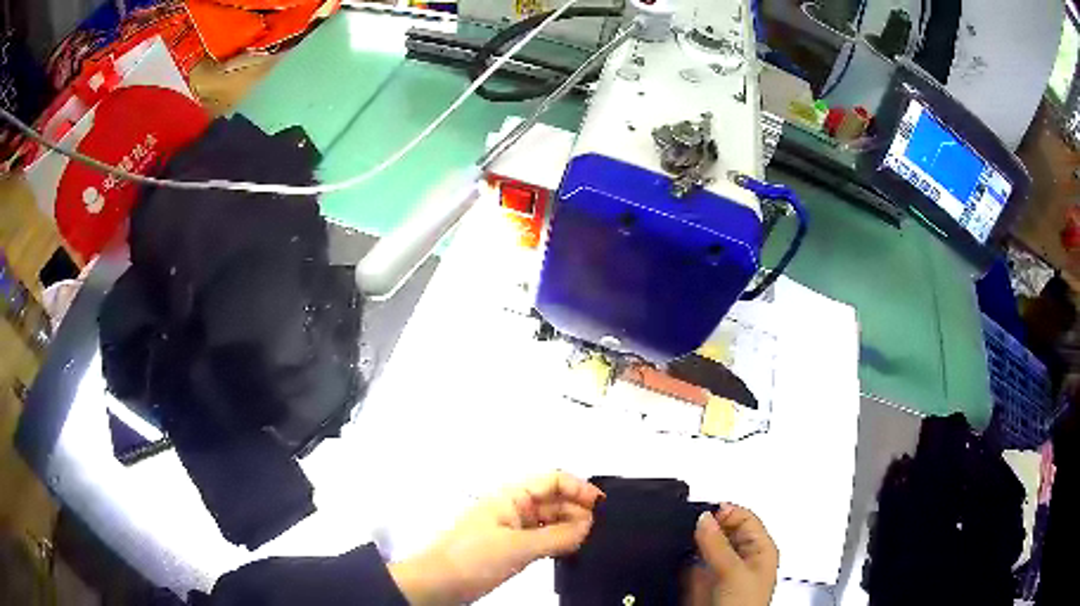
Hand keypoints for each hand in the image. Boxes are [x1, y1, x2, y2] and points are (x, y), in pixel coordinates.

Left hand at [389, 472, 603, 604]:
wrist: (436, 583)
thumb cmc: (470, 558)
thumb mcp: (517, 547)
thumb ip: (556, 537)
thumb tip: (588, 528)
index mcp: (510, 497)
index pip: (552, 480)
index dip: (579, 488)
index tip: (602, 505)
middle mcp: (512, 508)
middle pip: (553, 500)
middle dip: (577, 510)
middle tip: (598, 530)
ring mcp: (511, 528)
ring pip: (548, 520)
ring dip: (569, 527)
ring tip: (588, 541)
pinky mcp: (509, 547)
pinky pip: (541, 537)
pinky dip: (557, 541)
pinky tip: (570, 550)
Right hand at [686, 505, 778, 605]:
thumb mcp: (732, 572)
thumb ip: (717, 545)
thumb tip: (704, 518)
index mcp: (760, 549)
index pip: (744, 517)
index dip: (724, 512)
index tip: (701, 512)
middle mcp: (742, 557)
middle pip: (723, 530)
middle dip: (706, 526)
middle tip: (688, 524)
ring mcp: (722, 570)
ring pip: (705, 547)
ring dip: (693, 543)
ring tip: (681, 540)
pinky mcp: (703, 583)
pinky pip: (691, 563)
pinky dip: (683, 559)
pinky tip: (677, 558)